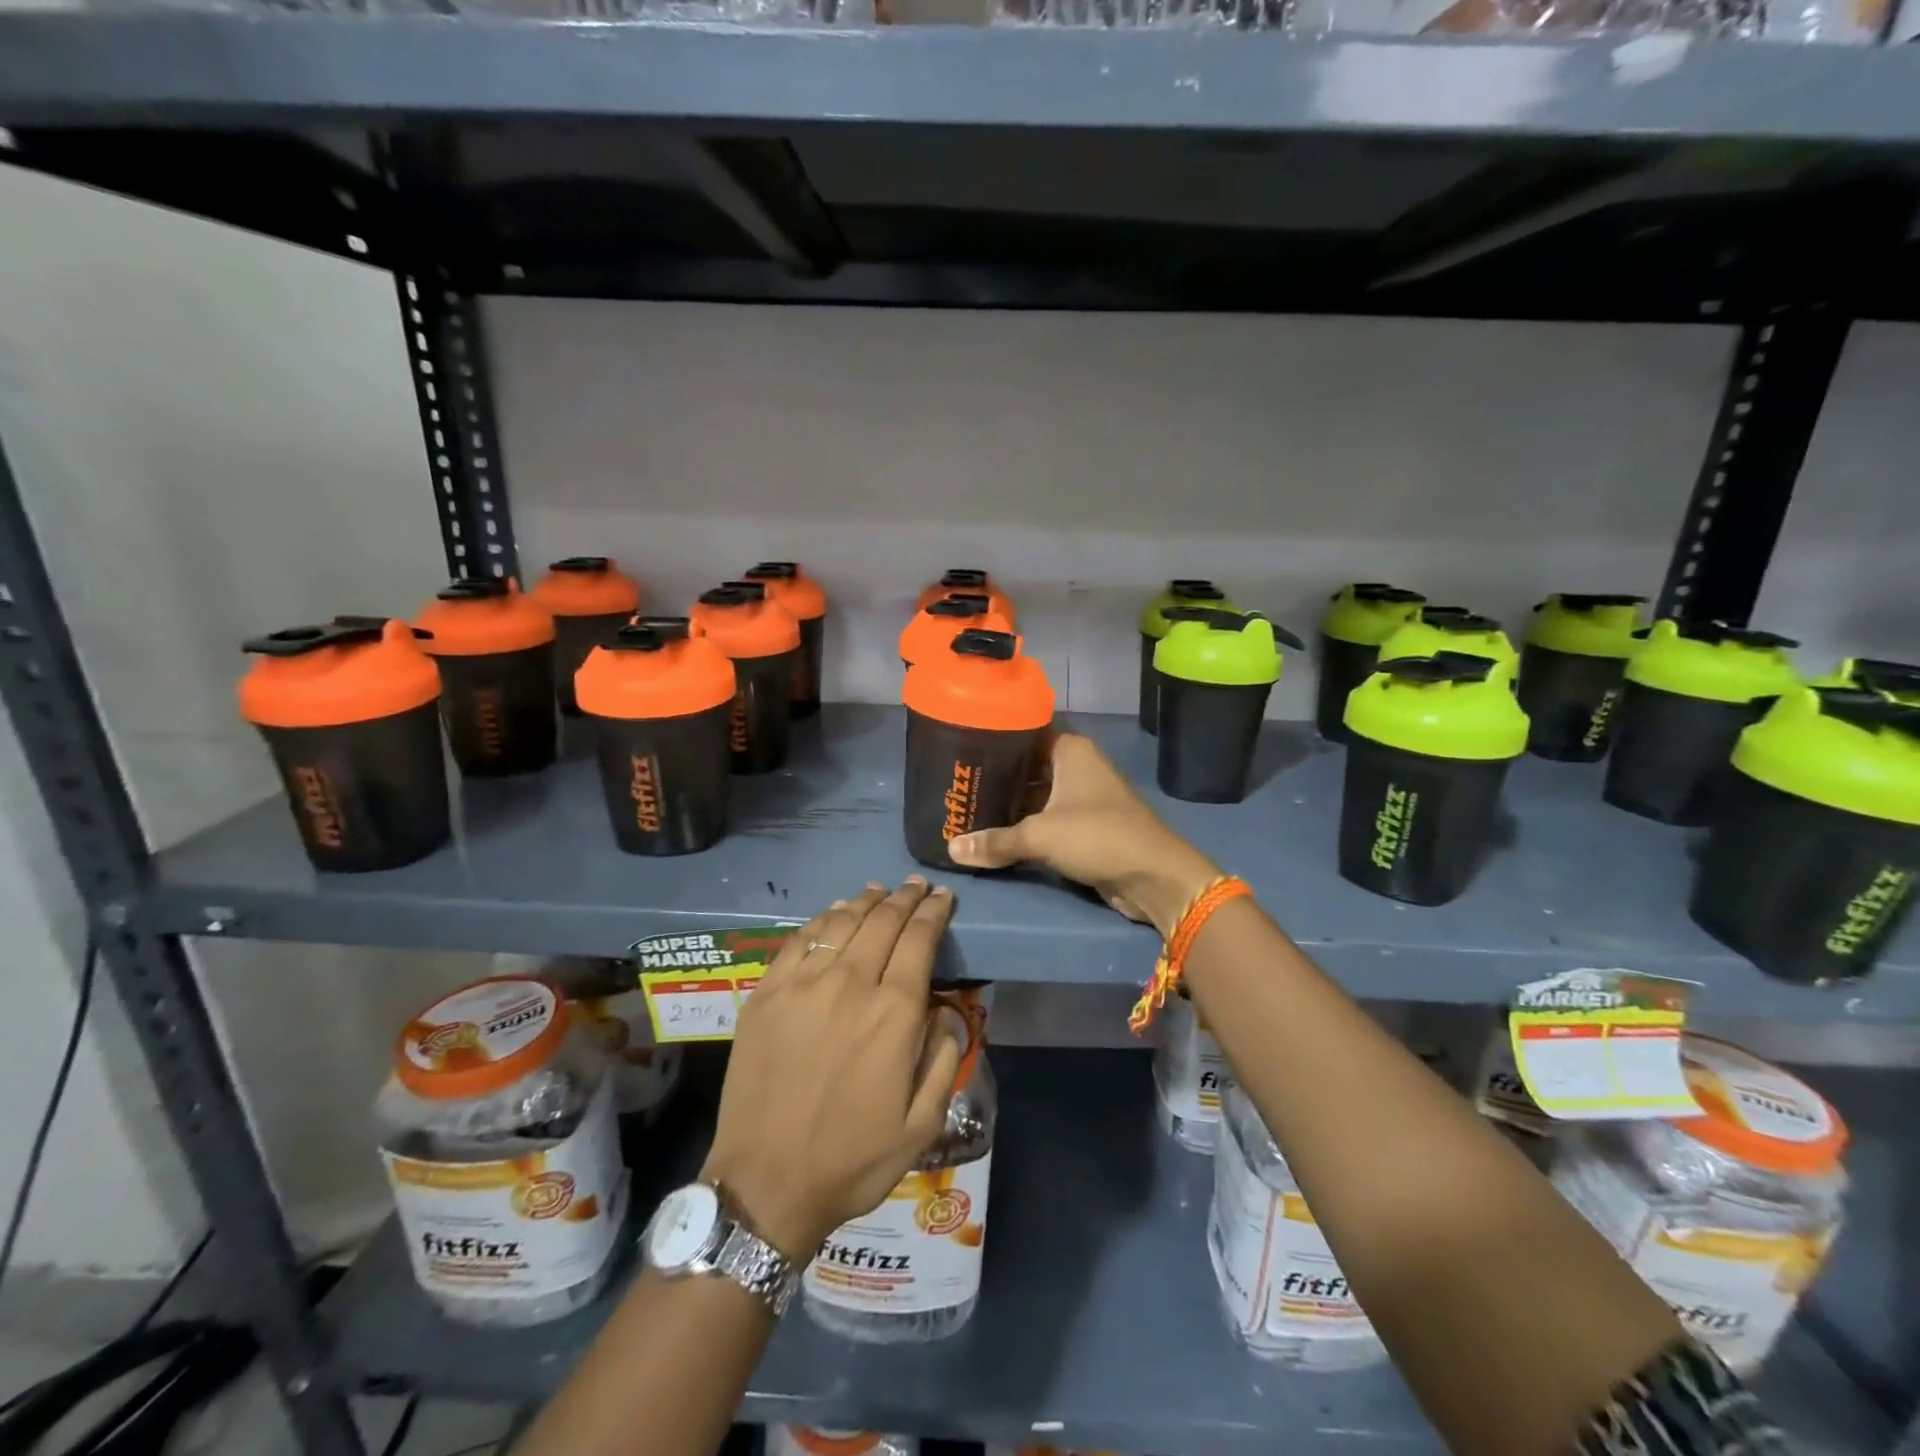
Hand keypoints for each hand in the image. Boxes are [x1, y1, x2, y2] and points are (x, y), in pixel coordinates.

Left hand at [701, 880, 962, 1264]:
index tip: (943, 897)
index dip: (934, 912)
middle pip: (882, 921)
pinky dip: (822, 920)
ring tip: (879, 891)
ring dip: (865, 902)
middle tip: (917, 886)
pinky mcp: (766, 993)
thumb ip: (945, 1058)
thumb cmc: (852, 1159)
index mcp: (893, 1012)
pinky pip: (798, 940)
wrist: (766, 1184)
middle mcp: (850, 983)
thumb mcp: (923, 1123)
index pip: (919, 939)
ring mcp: (802, 985)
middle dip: (905, 898)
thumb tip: (947, 1012)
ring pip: (840, 922)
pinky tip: (832, 915)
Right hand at [947, 733, 1217, 936]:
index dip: (994, 736)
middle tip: (955, 781)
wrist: (1153, 876)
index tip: (960, 743)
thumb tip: (951, 849)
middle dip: (996, 774)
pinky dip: (1024, 823)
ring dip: (1008, 802)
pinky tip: (993, 831)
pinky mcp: (1084, 825)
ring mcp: (1082, 796)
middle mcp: (1077, 766)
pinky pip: (1045, 817)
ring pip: (1035, 793)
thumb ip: (995, 841)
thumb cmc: (1097, 836)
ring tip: (966, 805)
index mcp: (1070, 750)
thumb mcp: (1040, 835)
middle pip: (1027, 764)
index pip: (1024, 731)